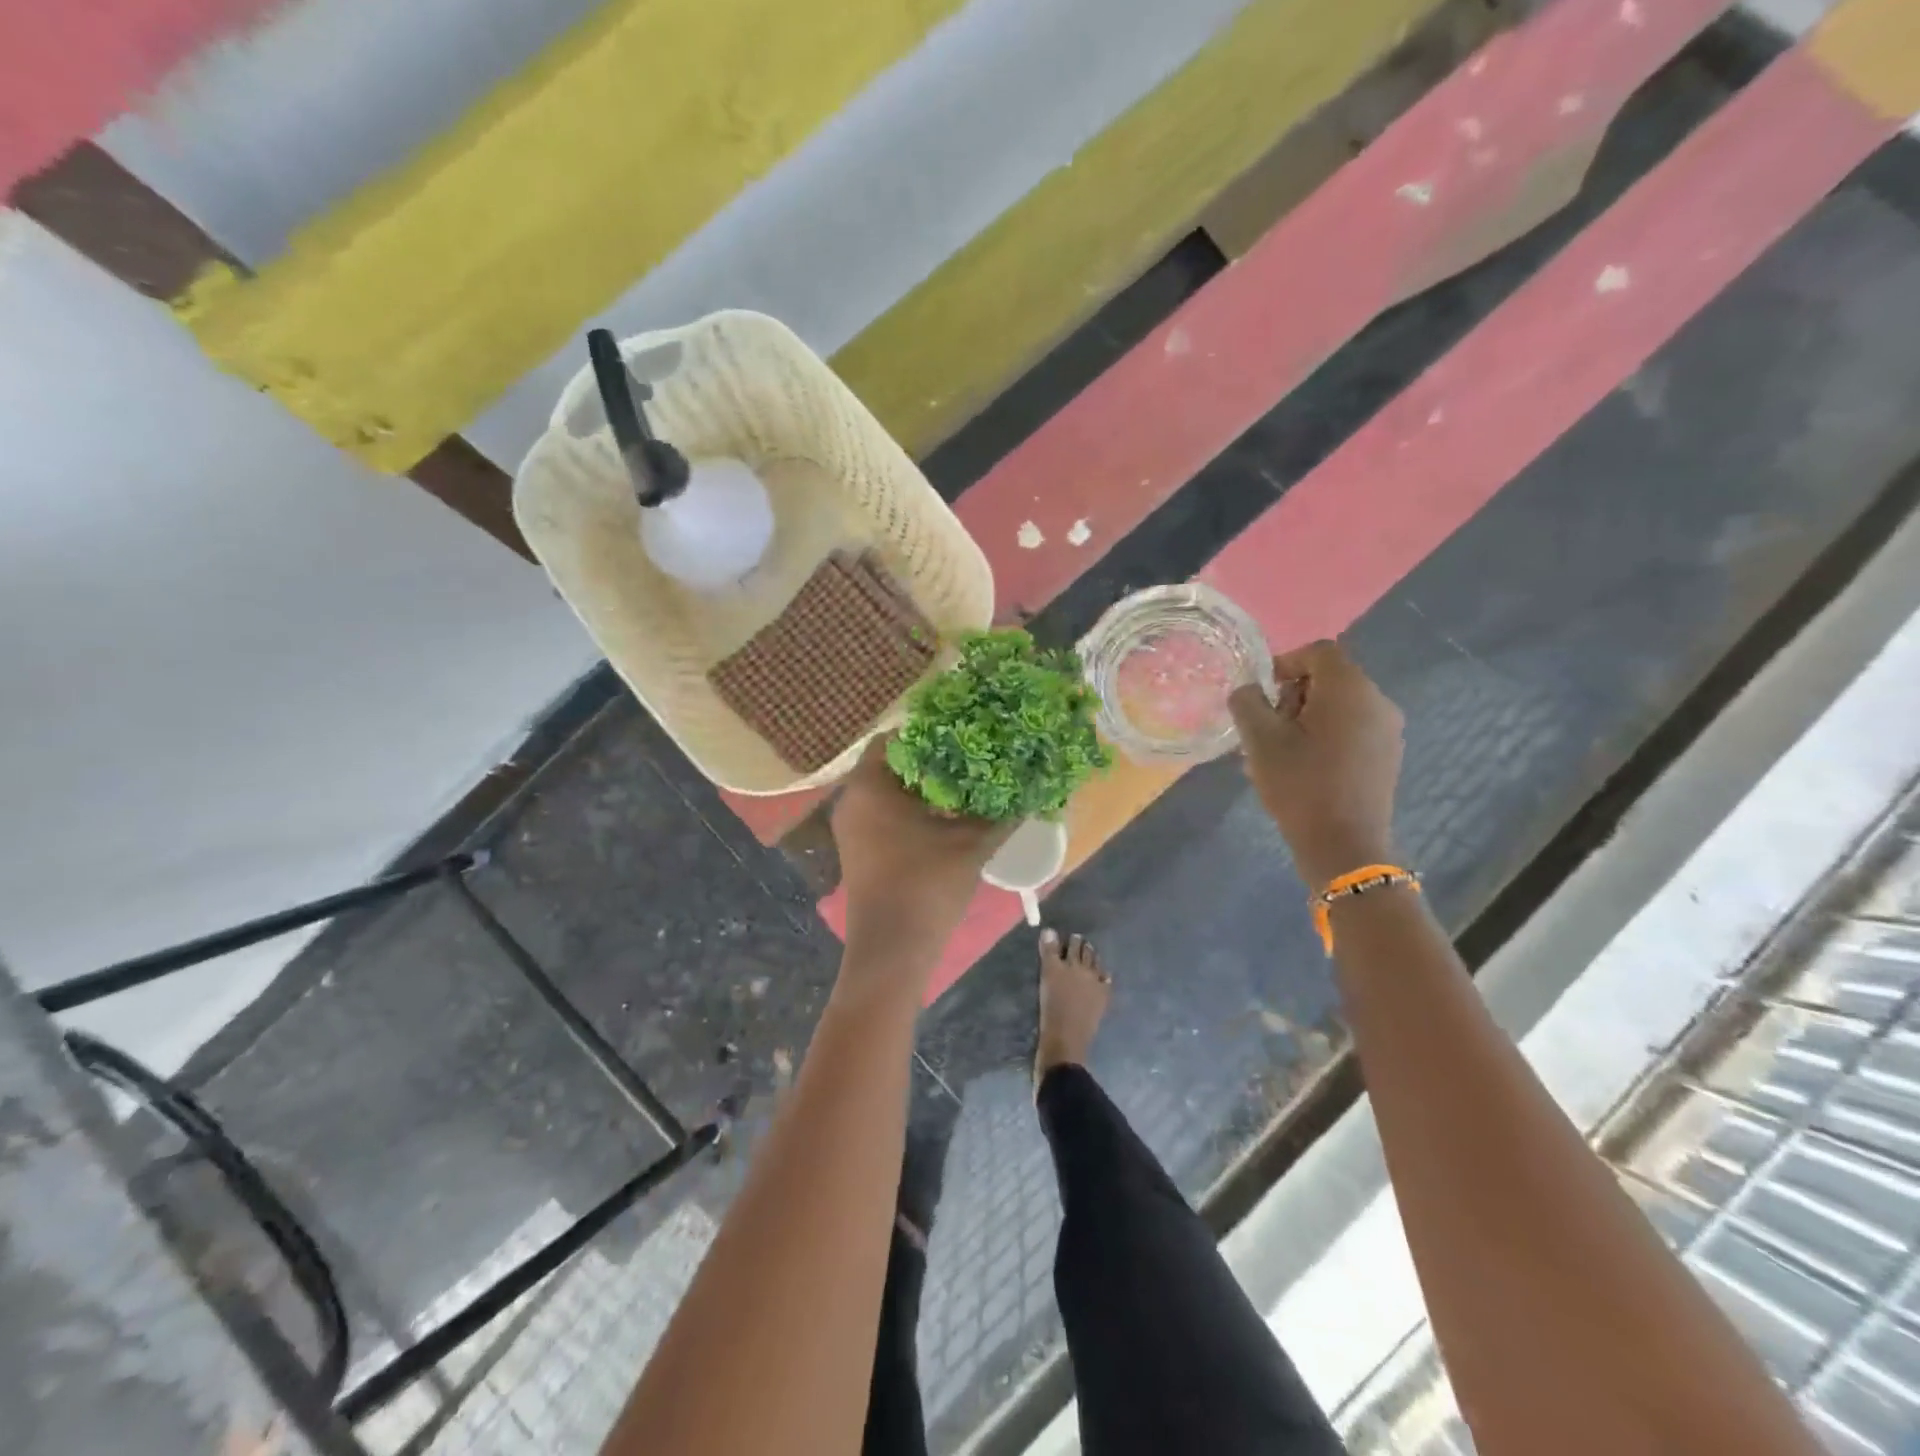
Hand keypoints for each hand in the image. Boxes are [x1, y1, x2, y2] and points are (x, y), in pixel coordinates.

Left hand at [832, 739, 1010, 945]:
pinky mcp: (858, 849)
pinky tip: (946, 817)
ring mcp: (851, 827)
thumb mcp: (971, 844)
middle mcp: (852, 799)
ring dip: (923, 787)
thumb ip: (1000, 813)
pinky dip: (911, 809)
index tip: (962, 733)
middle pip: (892, 764)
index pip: (895, 738)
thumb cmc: (927, 885)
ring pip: (889, 791)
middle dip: (931, 760)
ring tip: (965, 784)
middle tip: (970, 756)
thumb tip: (1030, 790)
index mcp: (870, 785)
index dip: (929, 731)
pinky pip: (883, 814)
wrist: (892, 949)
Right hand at [1228, 640, 1404, 887]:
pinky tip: (1303, 767)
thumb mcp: (1260, 740)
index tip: (1261, 694)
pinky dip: (1325, 735)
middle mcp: (1377, 701)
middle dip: (1292, 695)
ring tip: (1279, 752)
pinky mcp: (1387, 756)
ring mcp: (1387, 730)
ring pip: (1339, 705)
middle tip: (1266, 728)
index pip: (1318, 651)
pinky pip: (1351, 729)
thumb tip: (1247, 690)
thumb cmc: (1300, 784)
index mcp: (1349, 688)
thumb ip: (1247, 703)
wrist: (1344, 845)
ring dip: (1306, 718)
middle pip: (1330, 678)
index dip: (1284, 663)